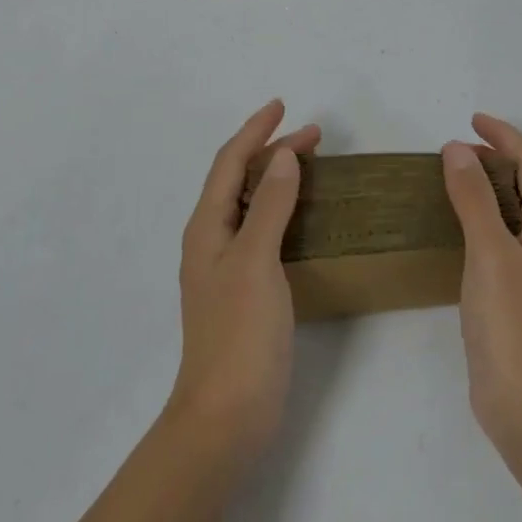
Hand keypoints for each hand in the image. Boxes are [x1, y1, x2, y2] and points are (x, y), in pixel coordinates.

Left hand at [167, 99, 320, 470]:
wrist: (227, 415)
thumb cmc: (239, 333)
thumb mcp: (256, 260)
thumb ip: (270, 206)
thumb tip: (282, 157)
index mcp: (207, 227)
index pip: (229, 162)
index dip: (254, 131)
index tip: (282, 106)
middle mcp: (212, 240)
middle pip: (240, 180)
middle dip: (271, 151)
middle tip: (314, 135)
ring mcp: (228, 267)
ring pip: (252, 205)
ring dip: (277, 178)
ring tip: (310, 164)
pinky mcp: (246, 290)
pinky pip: (264, 232)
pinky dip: (282, 210)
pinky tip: (304, 217)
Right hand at [442, 114, 521, 457]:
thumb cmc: (514, 324)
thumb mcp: (490, 252)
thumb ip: (474, 198)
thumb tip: (458, 149)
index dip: (506, 136)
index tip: (471, 120)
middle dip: (497, 157)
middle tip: (455, 149)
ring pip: (514, 210)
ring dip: (488, 186)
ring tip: (452, 177)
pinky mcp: (517, 291)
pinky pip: (501, 236)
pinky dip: (480, 217)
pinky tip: (455, 226)